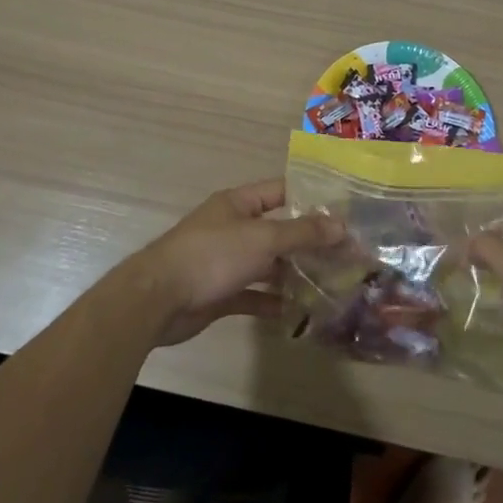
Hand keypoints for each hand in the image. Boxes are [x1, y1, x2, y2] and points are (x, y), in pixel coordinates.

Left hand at [119, 180, 343, 346]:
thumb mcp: (262, 238)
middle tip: (345, 254)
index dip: (311, 199)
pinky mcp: (219, 292)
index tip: (343, 211)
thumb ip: (302, 233)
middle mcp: (232, 228)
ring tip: (329, 282)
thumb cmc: (212, 256)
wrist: (158, 299)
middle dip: (308, 241)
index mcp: (238, 203)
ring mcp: (225, 261)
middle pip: (277, 229)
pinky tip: (298, 312)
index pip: (281, 191)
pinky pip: (253, 293)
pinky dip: (273, 300)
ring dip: (293, 273)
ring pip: (267, 263)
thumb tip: (341, 226)